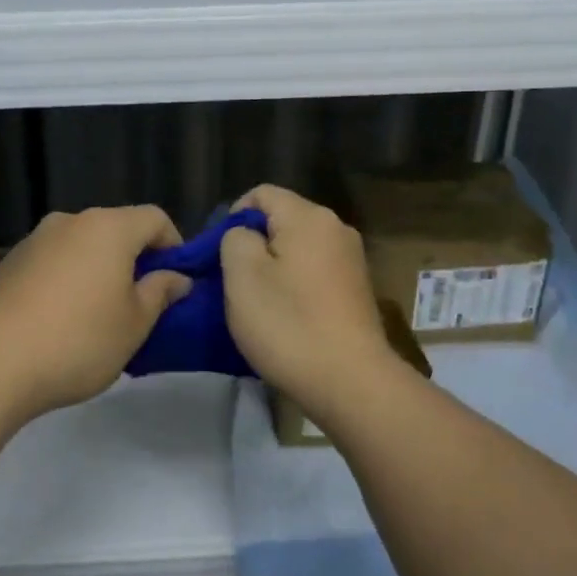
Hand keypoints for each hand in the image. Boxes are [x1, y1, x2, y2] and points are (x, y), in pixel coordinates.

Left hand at [0, 206, 192, 420]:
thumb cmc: (79, 341)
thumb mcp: (135, 324)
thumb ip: (159, 293)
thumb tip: (175, 277)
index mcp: (108, 228)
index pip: (154, 218)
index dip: (174, 245)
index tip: (175, 281)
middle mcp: (70, 221)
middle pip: (116, 229)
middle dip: (134, 258)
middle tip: (141, 302)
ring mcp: (34, 240)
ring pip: (81, 245)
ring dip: (99, 269)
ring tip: (100, 313)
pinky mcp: (9, 263)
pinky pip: (53, 261)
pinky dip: (68, 278)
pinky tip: (62, 318)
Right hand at [220, 184, 400, 410]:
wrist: (350, 382)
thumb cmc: (288, 324)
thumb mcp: (242, 276)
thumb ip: (235, 239)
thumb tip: (245, 235)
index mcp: (309, 217)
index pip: (261, 194)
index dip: (232, 217)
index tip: (220, 255)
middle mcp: (336, 228)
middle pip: (282, 219)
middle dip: (253, 243)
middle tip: (233, 281)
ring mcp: (351, 260)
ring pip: (298, 248)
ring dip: (273, 267)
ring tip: (258, 301)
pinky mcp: (356, 289)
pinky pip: (314, 271)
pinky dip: (295, 284)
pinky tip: (286, 315)